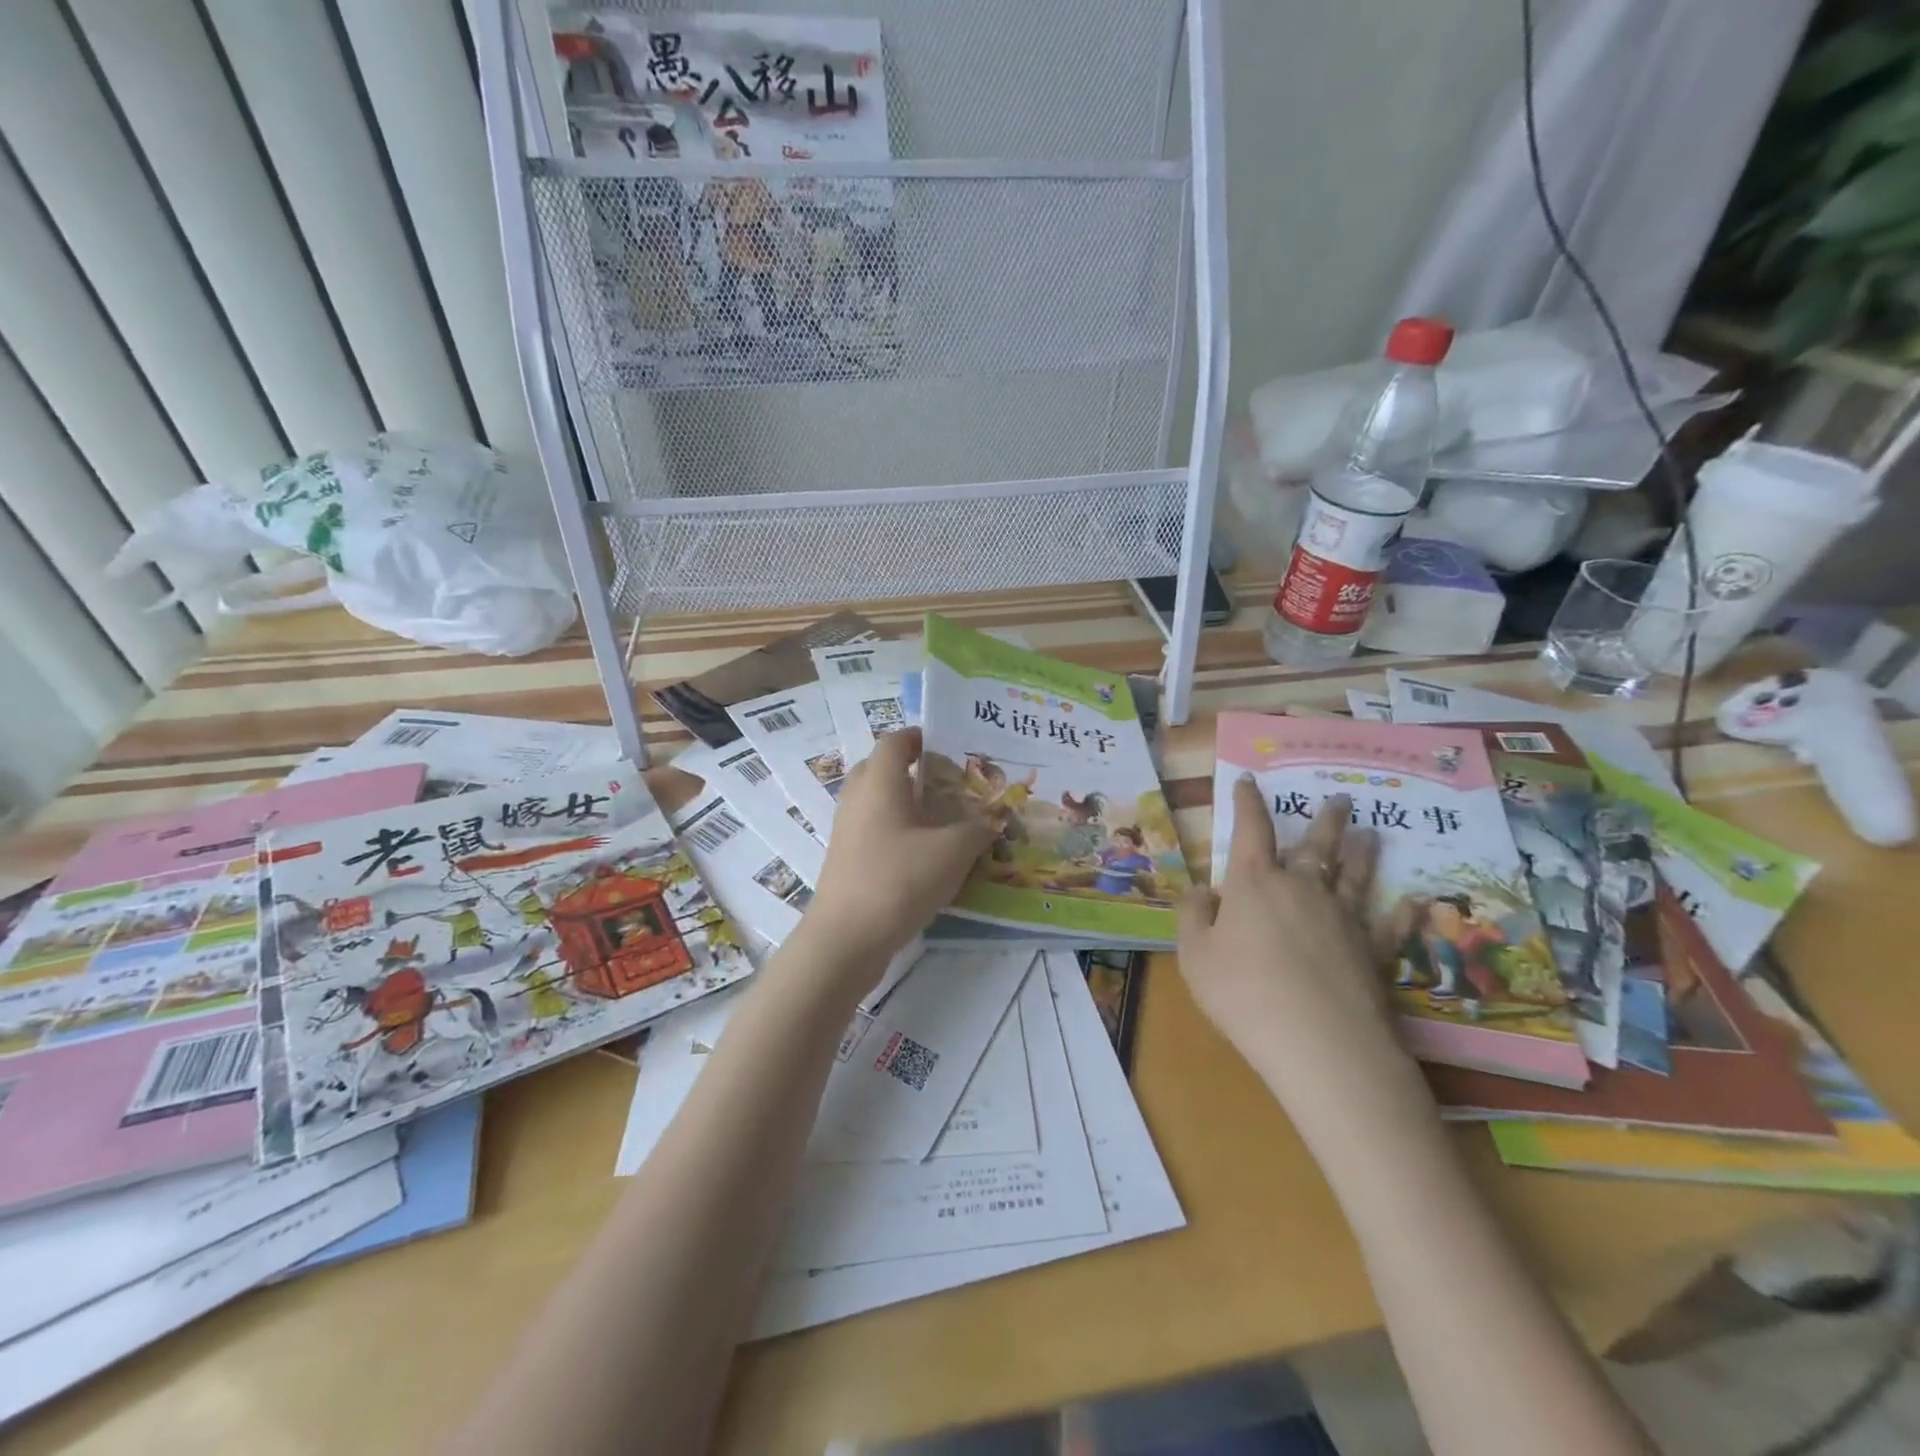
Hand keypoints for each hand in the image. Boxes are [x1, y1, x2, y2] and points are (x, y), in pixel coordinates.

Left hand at [805, 729, 995, 976]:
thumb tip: (992, 821)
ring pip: (878, 801)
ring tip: (945, 820)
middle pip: (883, 768)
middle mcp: (858, 798)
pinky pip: (874, 830)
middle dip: (915, 770)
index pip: (895, 741)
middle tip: (951, 783)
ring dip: (907, 803)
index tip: (949, 744)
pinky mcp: (846, 859)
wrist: (845, 939)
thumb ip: (978, 830)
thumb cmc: (898, 880)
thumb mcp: (952, 852)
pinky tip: (926, 855)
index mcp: (880, 782)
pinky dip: (898, 831)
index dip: (920, 736)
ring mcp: (847, 830)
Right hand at [1177, 777, 1434, 1149]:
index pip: (1250, 830)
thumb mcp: (1194, 955)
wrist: (1320, 1044)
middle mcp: (1303, 889)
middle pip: (1314, 845)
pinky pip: (1389, 926)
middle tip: (1340, 799)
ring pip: (1355, 875)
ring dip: (1363, 853)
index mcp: (1255, 884)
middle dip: (1323, 820)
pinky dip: (1401, 912)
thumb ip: (1192, 915)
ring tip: (1372, 833)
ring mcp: (1344, 918)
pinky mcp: (1374, 952)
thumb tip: (1202, 889)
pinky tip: (1412, 901)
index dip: (1247, 803)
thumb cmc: (1243, 993)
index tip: (1249, 780)